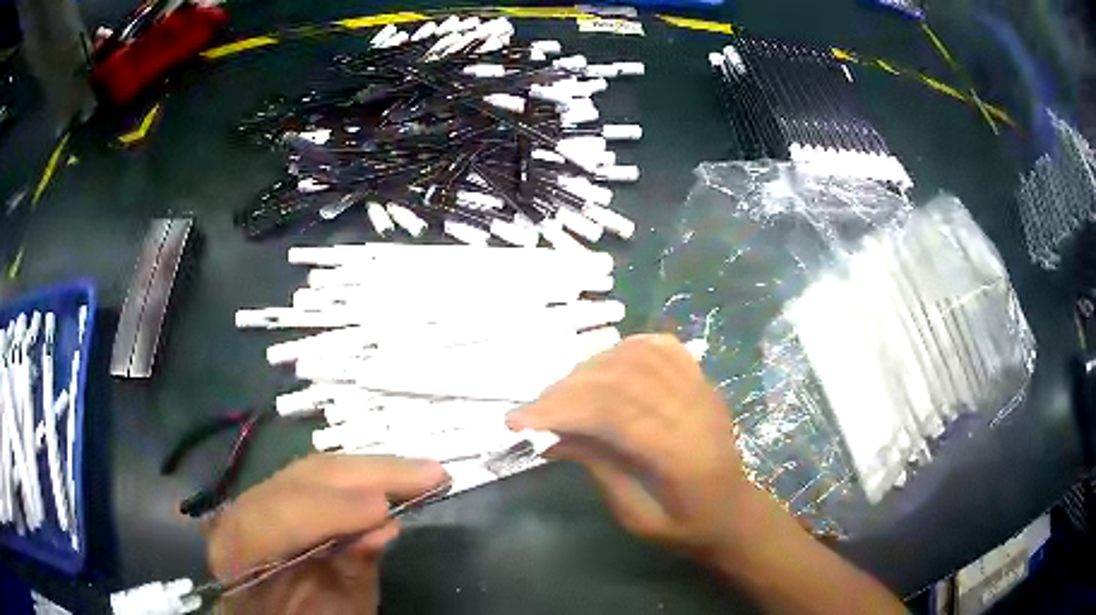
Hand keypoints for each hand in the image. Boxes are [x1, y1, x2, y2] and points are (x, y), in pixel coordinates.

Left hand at [207, 455, 447, 613]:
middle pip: (299, 478)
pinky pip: (319, 480)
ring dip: (370, 469)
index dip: (329, 510)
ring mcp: (257, 500)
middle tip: (431, 474)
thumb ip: (350, 576)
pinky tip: (391, 479)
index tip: (385, 509)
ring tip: (421, 473)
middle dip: (366, 474)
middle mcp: (241, 513)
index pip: (275, 517)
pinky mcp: (276, 496)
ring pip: (311, 470)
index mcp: (237, 552)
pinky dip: (360, 478)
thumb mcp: (333, 613)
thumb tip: (384, 527)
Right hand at [507, 334, 777, 559]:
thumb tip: (553, 437)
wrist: (735, 513)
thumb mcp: (637, 518)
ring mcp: (702, 390)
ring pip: (638, 357)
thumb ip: (600, 470)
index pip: (614, 414)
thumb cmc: (687, 527)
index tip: (517, 420)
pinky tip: (604, 362)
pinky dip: (627, 347)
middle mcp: (695, 412)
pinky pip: (663, 348)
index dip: (561, 410)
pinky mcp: (703, 382)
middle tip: (534, 410)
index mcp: (682, 456)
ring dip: (590, 367)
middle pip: (622, 380)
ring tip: (563, 391)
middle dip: (567, 390)